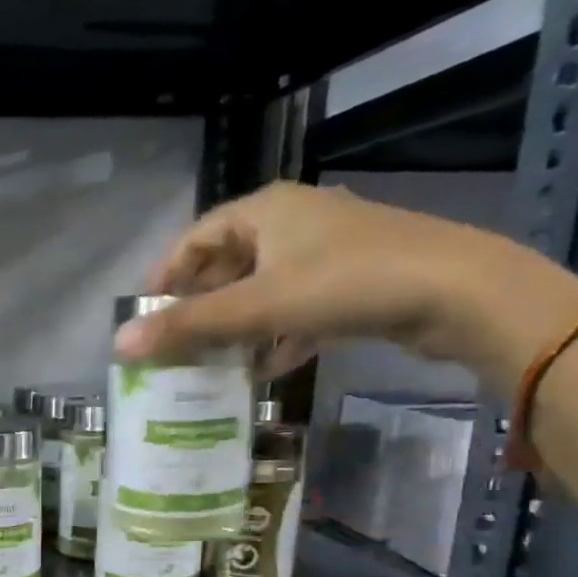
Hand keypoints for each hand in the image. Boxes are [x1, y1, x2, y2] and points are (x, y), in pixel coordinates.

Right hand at [118, 182, 577, 395]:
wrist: (458, 291)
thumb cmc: (347, 282)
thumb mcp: (257, 306)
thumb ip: (188, 326)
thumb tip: (119, 345)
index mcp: (264, 210)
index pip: (195, 237)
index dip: (165, 275)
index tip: (144, 316)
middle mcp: (292, 221)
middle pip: (227, 262)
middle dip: (200, 304)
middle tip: (176, 344)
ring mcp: (326, 250)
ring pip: (262, 286)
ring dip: (236, 324)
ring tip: (213, 362)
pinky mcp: (353, 280)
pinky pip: (296, 305)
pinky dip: (276, 333)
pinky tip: (268, 366)